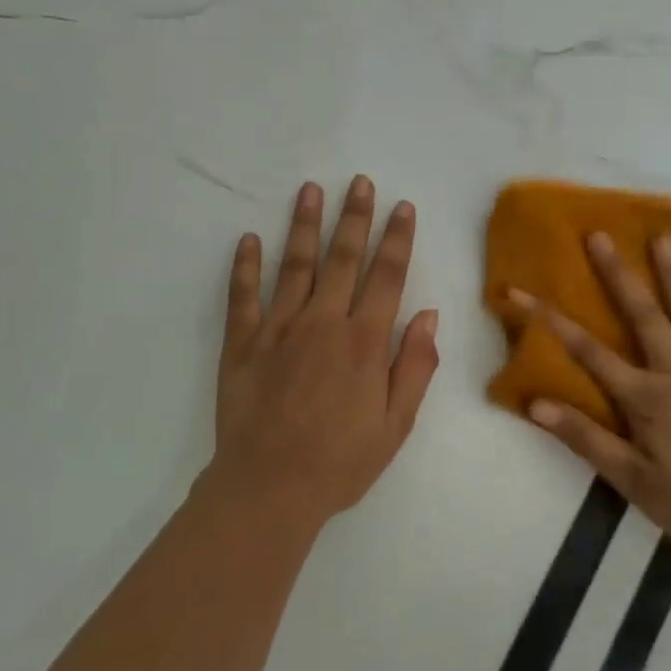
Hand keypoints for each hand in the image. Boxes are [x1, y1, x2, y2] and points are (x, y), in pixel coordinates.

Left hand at [208, 176, 440, 526]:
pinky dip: (245, 266)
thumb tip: (429, 314)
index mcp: (364, 342)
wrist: (269, 489)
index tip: (402, 206)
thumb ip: (415, 366)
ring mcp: (278, 328)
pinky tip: (248, 239)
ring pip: (294, 265)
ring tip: (310, 190)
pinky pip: (243, 296)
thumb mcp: (396, 424)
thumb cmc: (340, 462)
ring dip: (304, 225)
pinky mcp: (242, 343)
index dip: (397, 238)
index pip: (387, 276)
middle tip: (359, 182)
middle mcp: (323, 322)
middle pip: (343, 258)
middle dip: (355, 217)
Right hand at [516, 232, 670, 554]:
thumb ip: (586, 439)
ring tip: (664, 239)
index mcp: (646, 398)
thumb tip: (537, 404)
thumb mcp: (633, 482)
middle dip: (618, 276)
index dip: (551, 321)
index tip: (521, 292)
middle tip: (600, 236)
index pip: (588, 352)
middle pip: (644, 317)